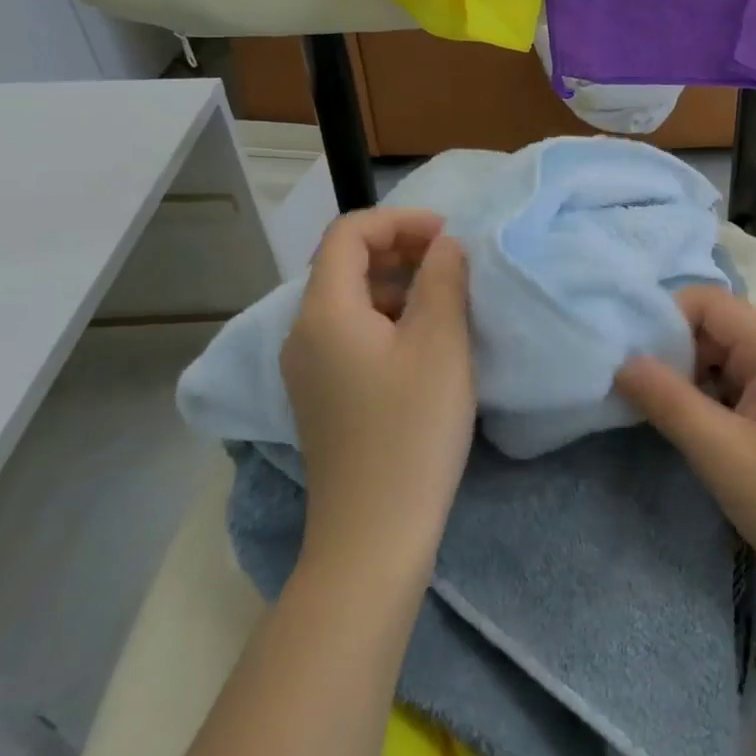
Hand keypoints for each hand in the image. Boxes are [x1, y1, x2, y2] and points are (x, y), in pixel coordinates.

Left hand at [280, 208, 472, 559]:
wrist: (373, 535)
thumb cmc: (411, 431)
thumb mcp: (440, 344)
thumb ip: (444, 279)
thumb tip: (444, 246)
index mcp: (324, 312)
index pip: (348, 234)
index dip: (398, 221)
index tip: (447, 235)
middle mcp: (303, 334)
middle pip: (344, 264)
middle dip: (399, 248)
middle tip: (452, 261)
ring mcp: (308, 369)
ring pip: (350, 300)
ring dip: (397, 284)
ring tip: (446, 299)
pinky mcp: (323, 396)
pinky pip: (351, 333)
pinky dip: (388, 318)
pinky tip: (426, 342)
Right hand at [615, 288, 755, 608]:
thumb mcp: (722, 454)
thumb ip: (668, 400)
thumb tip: (621, 360)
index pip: (705, 302)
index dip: (662, 321)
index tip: (627, 361)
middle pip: (711, 325)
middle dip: (671, 352)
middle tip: (634, 392)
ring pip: (719, 354)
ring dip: (686, 377)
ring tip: (654, 411)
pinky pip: (734, 379)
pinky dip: (706, 395)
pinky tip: (689, 425)